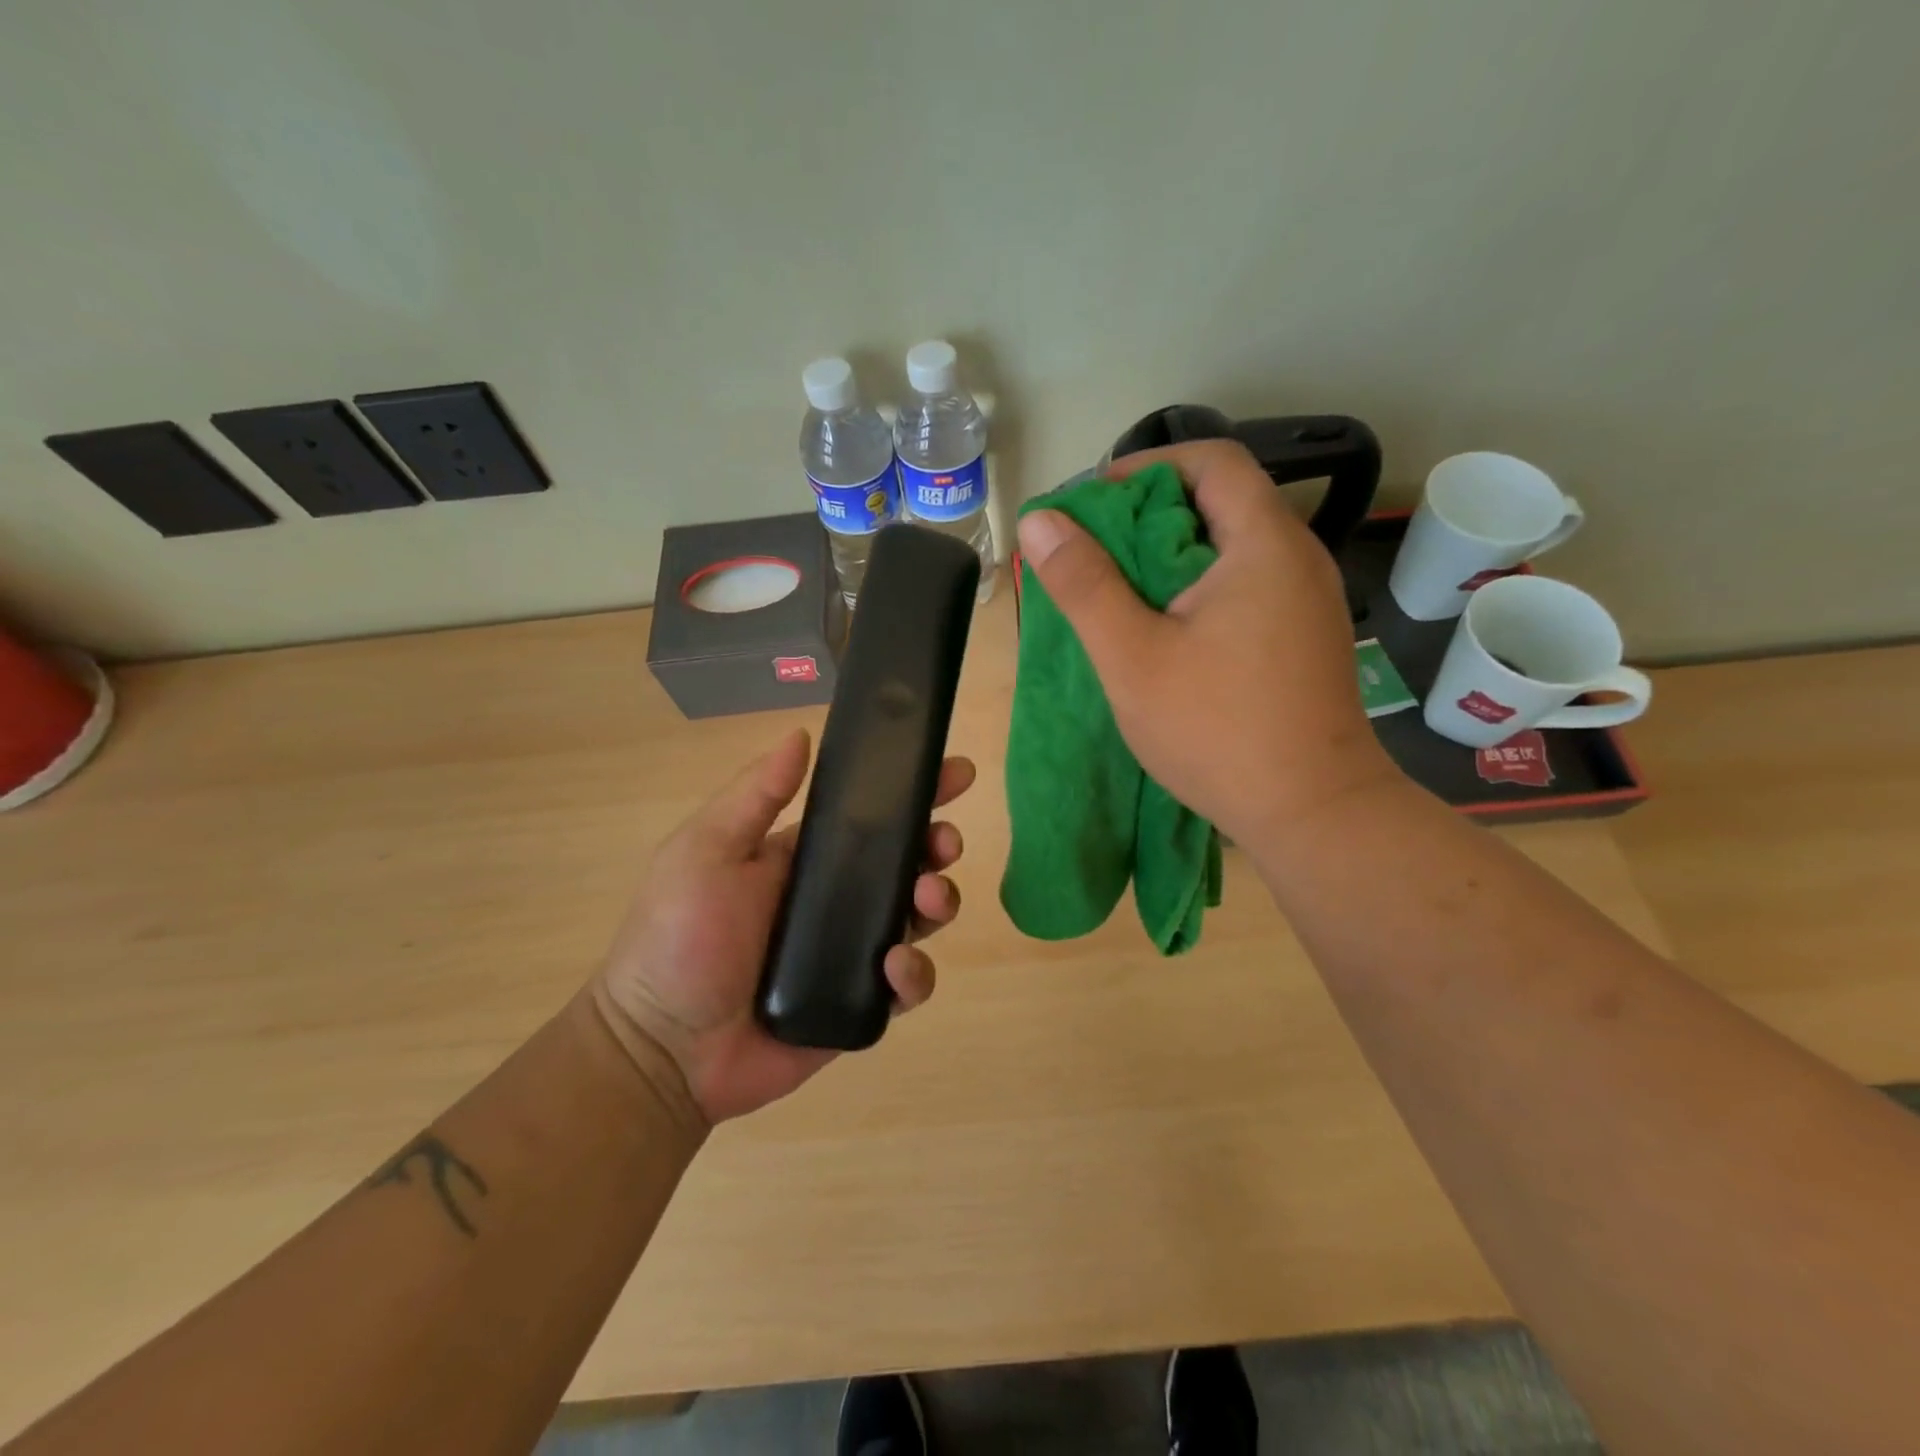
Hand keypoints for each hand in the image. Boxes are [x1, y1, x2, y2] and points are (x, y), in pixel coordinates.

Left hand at [591, 729, 973, 1126]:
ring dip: (939, 900)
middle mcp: (837, 901)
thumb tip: (802, 734)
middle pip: (907, 864)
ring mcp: (852, 953)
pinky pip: (908, 984)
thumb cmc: (678, 940)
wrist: (662, 1051)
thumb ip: (755, 796)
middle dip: (937, 846)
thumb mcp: (706, 852)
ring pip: (918, 918)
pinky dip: (915, 973)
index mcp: (806, 859)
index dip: (915, 792)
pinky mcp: (860, 1004)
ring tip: (929, 898)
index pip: (872, 816)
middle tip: (945, 843)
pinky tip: (894, 969)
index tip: (956, 772)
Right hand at [1015, 439, 1398, 848]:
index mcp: (1264, 544)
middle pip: (1221, 500)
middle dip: (1150, 514)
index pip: (1211, 460)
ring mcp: (1308, 599)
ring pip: (1233, 546)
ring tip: (1120, 591)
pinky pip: (1248, 584)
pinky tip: (1168, 630)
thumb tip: (1040, 521)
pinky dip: (1200, 587)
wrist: (1313, 812)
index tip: (1093, 503)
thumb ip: (1084, 585)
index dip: (1145, 466)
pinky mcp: (1305, 636)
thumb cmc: (1217, 730)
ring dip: (1172, 554)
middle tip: (1094, 552)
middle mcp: (1298, 557)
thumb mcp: (1133, 657)